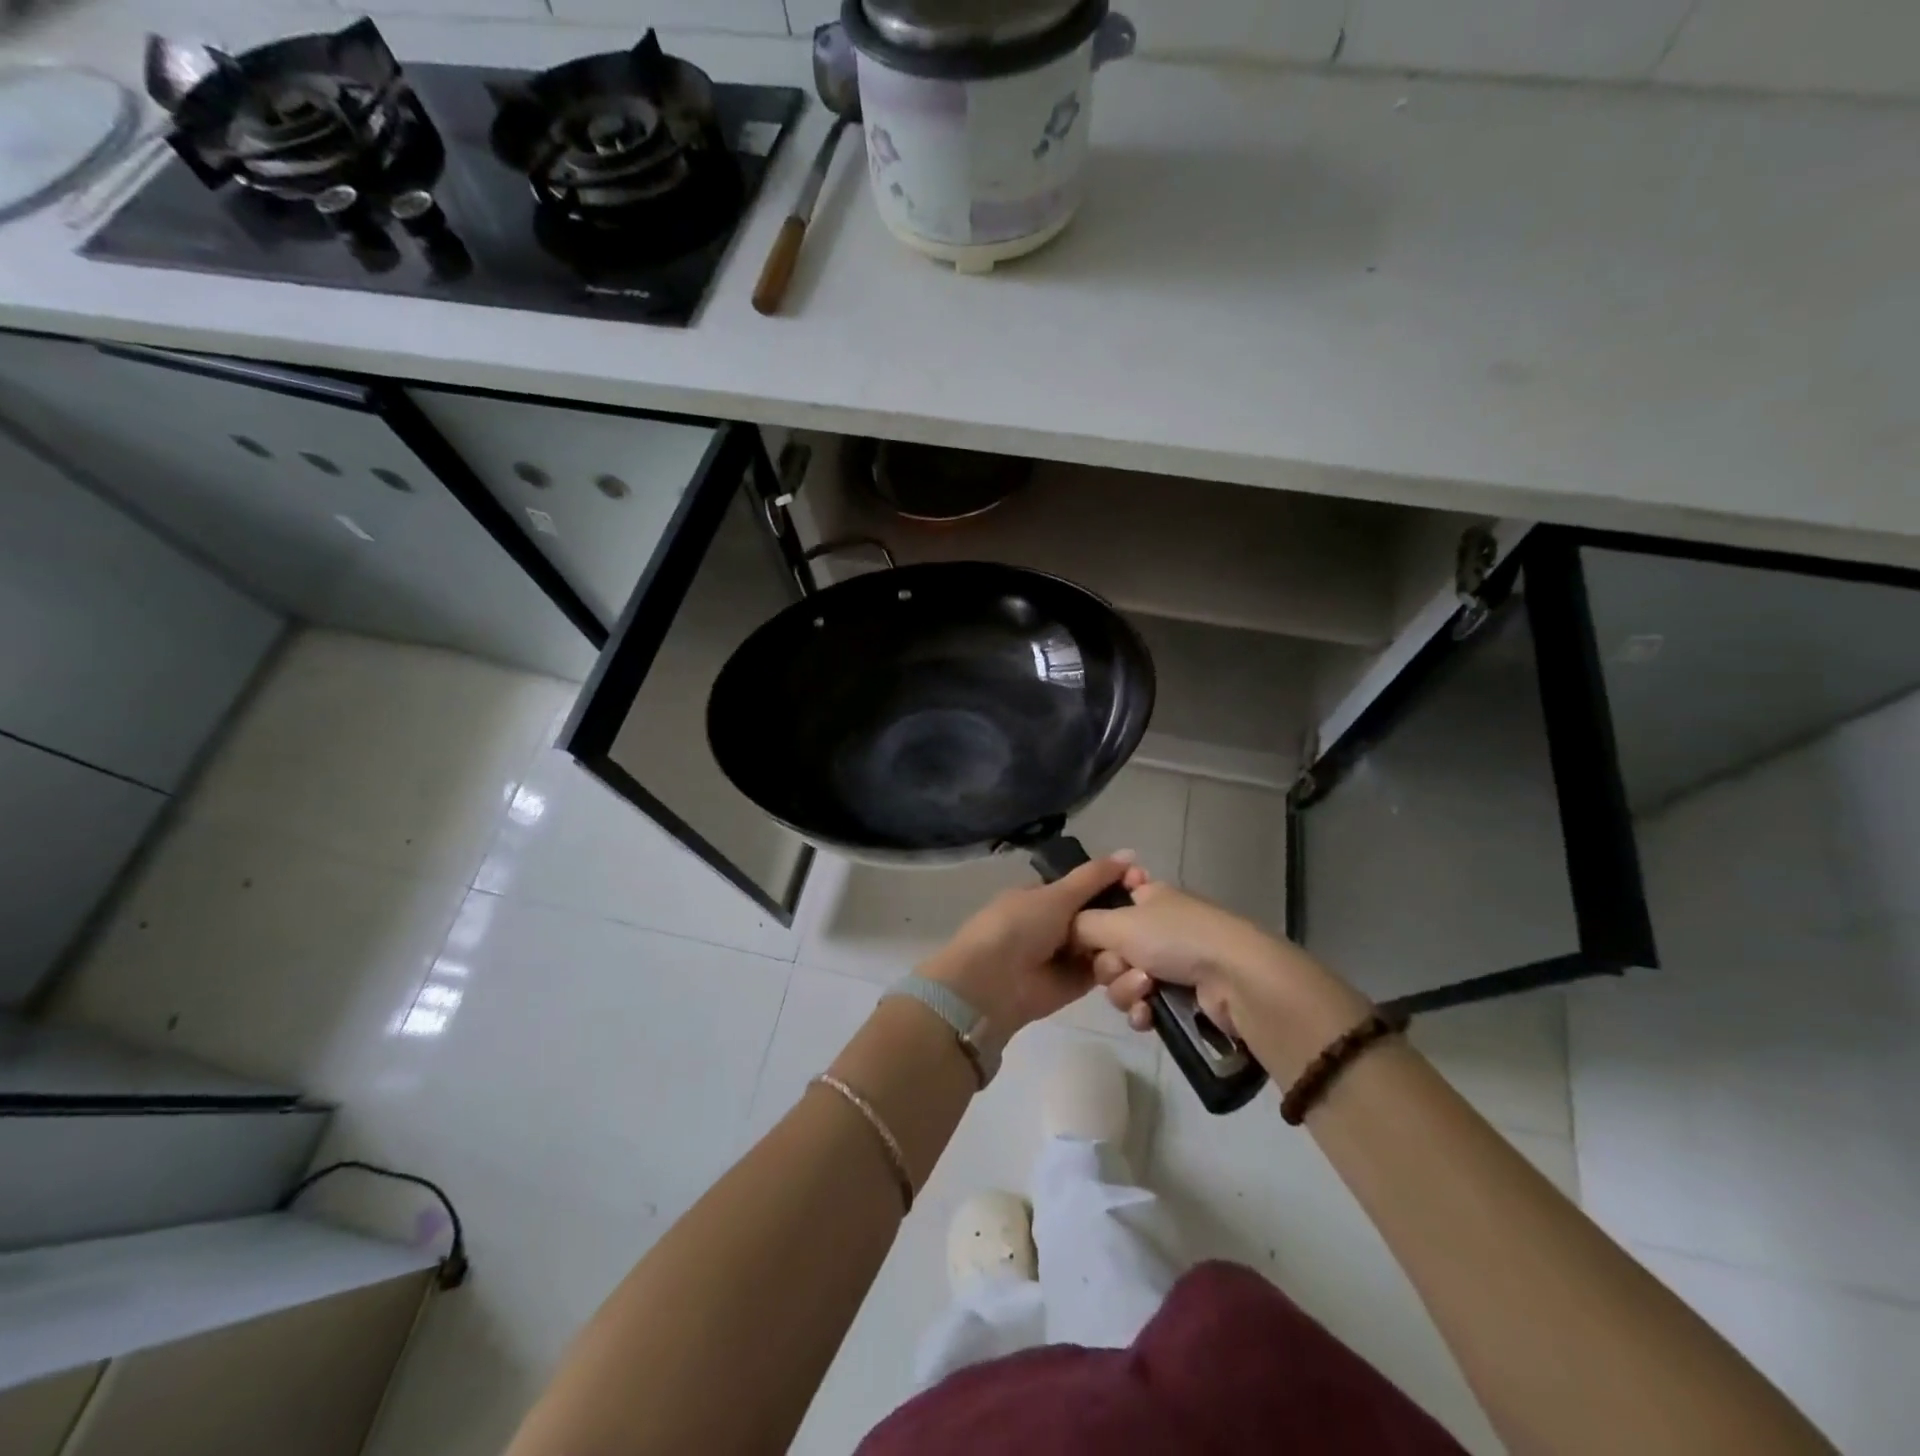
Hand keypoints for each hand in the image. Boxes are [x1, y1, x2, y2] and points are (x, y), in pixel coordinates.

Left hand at [920, 854, 1133, 1036]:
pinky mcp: (1075, 985)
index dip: (1114, 883)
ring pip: (1104, 944)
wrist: (992, 983)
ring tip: (1147, 942)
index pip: (1086, 886)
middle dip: (1122, 915)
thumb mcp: (1056, 895)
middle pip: (1099, 916)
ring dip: (1122, 944)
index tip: (1145, 883)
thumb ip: (1094, 877)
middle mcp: (1055, 923)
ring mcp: (1065, 955)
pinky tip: (1140, 964)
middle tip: (1152, 914)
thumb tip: (1130, 853)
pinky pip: (1102, 972)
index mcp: (1044, 895)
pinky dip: (1117, 969)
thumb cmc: (1019, 927)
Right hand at [1072, 867, 1370, 1079]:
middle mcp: (1158, 926)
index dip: (1093, 924)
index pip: (1107, 905)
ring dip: (1125, 990)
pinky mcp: (1184, 997)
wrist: (1237, 980)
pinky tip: (1149, 1015)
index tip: (1088, 938)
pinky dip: (1142, 1011)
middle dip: (1109, 965)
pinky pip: (1144, 1006)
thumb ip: (1082, 924)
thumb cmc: (1177, 938)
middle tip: (1122, 967)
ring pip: (1123, 981)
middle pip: (1109, 948)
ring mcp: (1173, 963)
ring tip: (1145, 992)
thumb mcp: (1119, 922)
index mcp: (1148, 897)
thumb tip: (1067, 930)